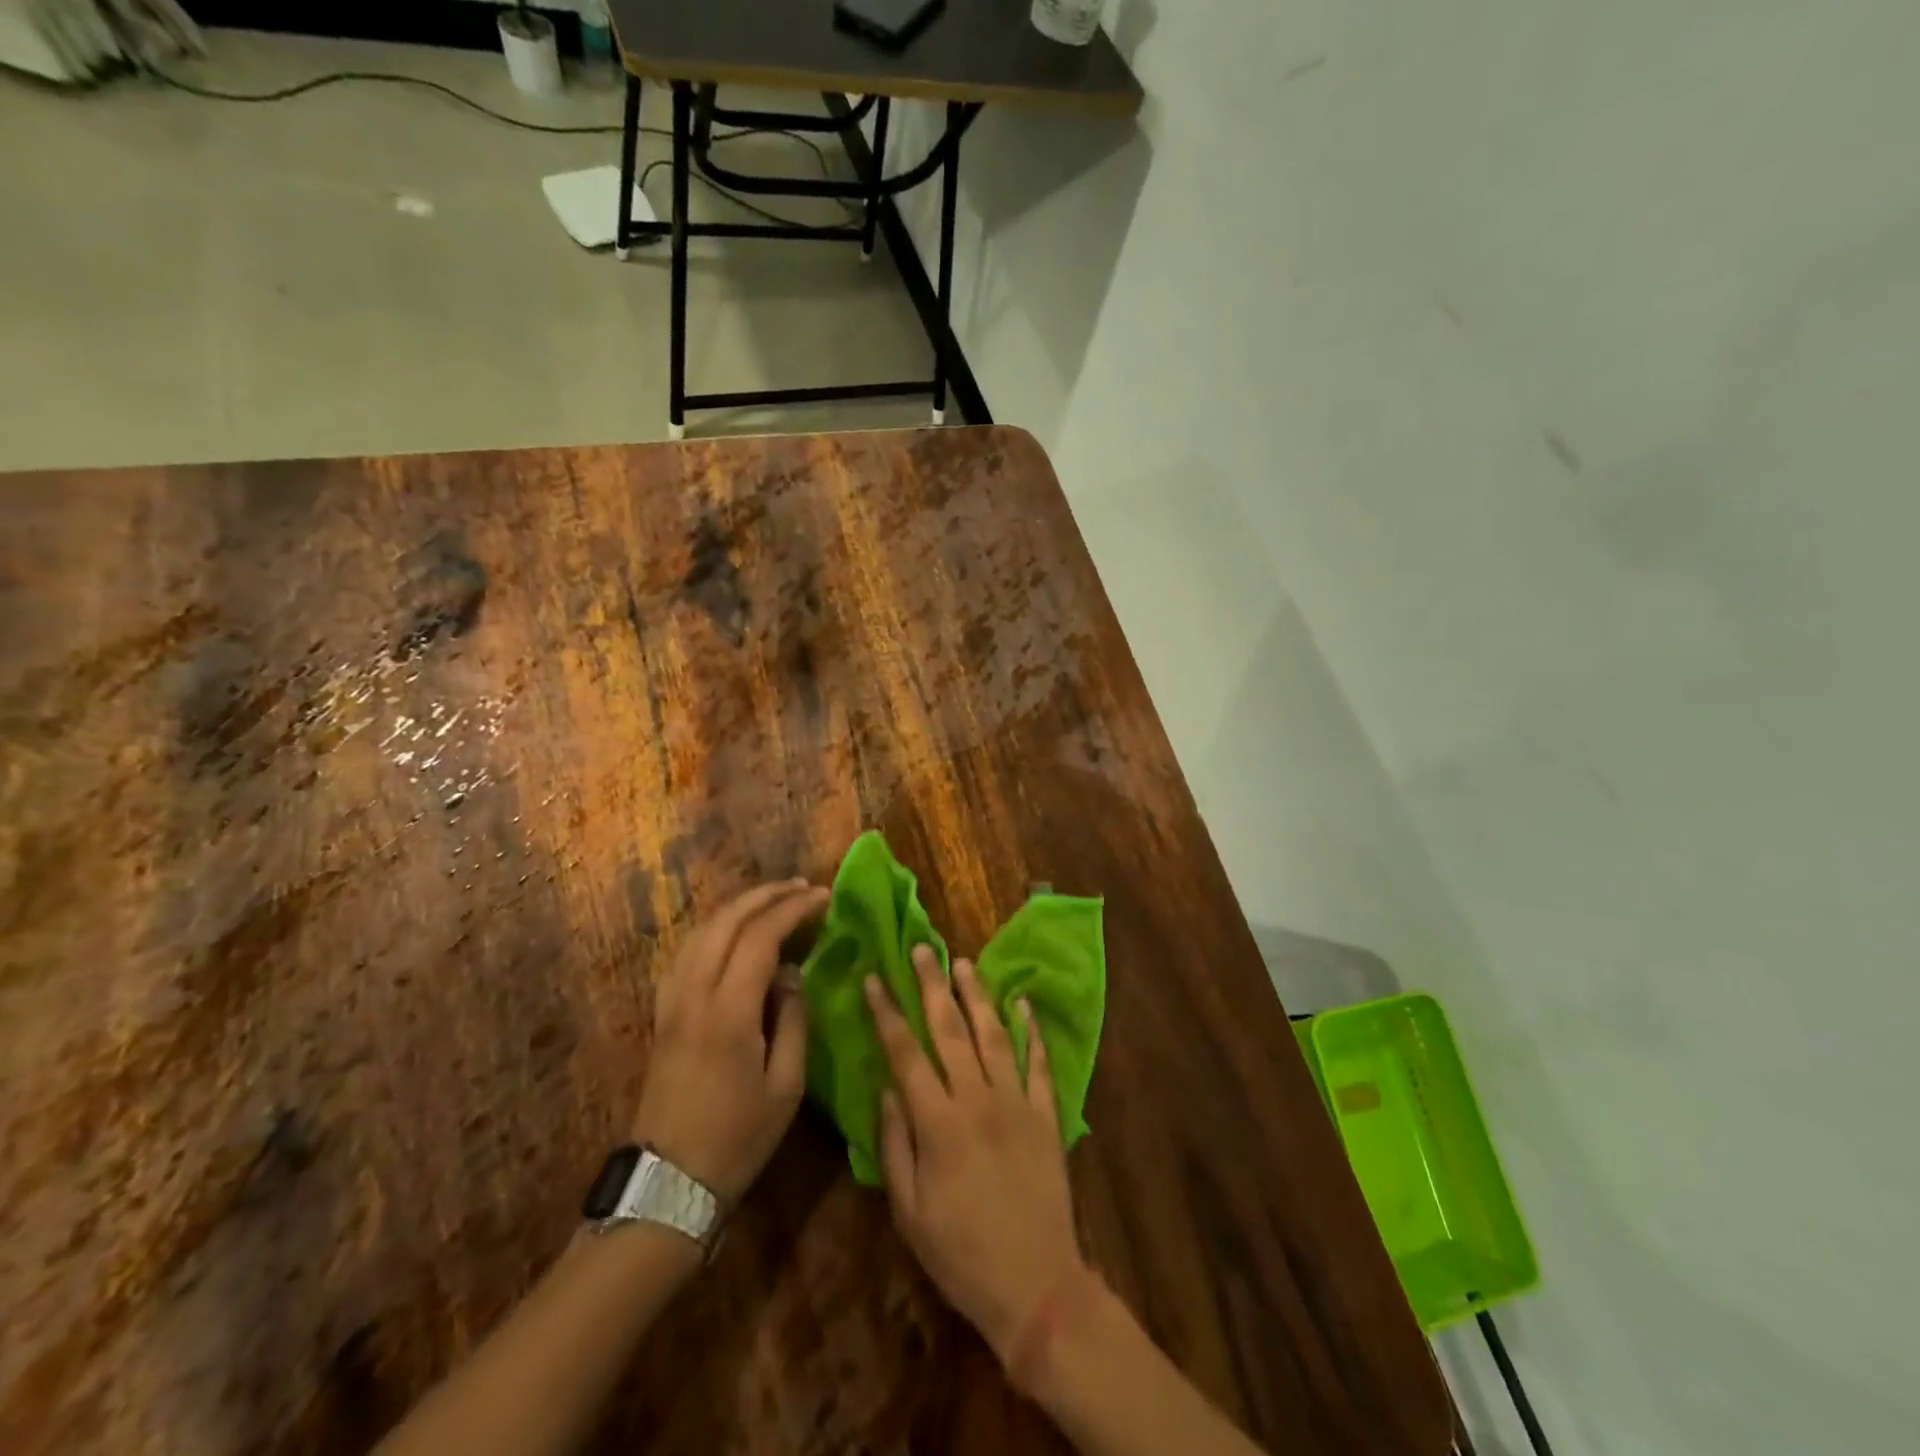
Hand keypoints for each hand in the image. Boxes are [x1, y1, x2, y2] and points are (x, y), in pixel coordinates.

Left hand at [630, 879, 829, 1203]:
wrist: (667, 1184)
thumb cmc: (737, 1139)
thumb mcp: (786, 1087)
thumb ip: (794, 1020)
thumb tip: (791, 974)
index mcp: (728, 1012)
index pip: (760, 937)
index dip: (793, 910)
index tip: (823, 897)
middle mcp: (694, 994)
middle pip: (726, 922)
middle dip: (766, 896)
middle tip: (802, 887)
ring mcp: (671, 1002)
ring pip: (701, 931)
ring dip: (738, 907)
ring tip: (772, 900)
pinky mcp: (661, 1013)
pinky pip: (686, 952)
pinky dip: (714, 929)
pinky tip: (732, 932)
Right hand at [867, 945, 1091, 1367]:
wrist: (1036, 1284)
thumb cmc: (961, 1253)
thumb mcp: (909, 1211)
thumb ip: (894, 1144)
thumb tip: (886, 1089)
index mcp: (938, 1122)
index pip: (905, 1053)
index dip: (886, 1013)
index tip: (874, 978)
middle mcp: (977, 1098)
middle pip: (950, 1029)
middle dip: (932, 985)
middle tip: (923, 948)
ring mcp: (1017, 1101)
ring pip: (994, 1034)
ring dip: (977, 995)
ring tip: (963, 963)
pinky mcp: (1046, 1114)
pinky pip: (1040, 1062)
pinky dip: (1032, 1030)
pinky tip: (1023, 1002)